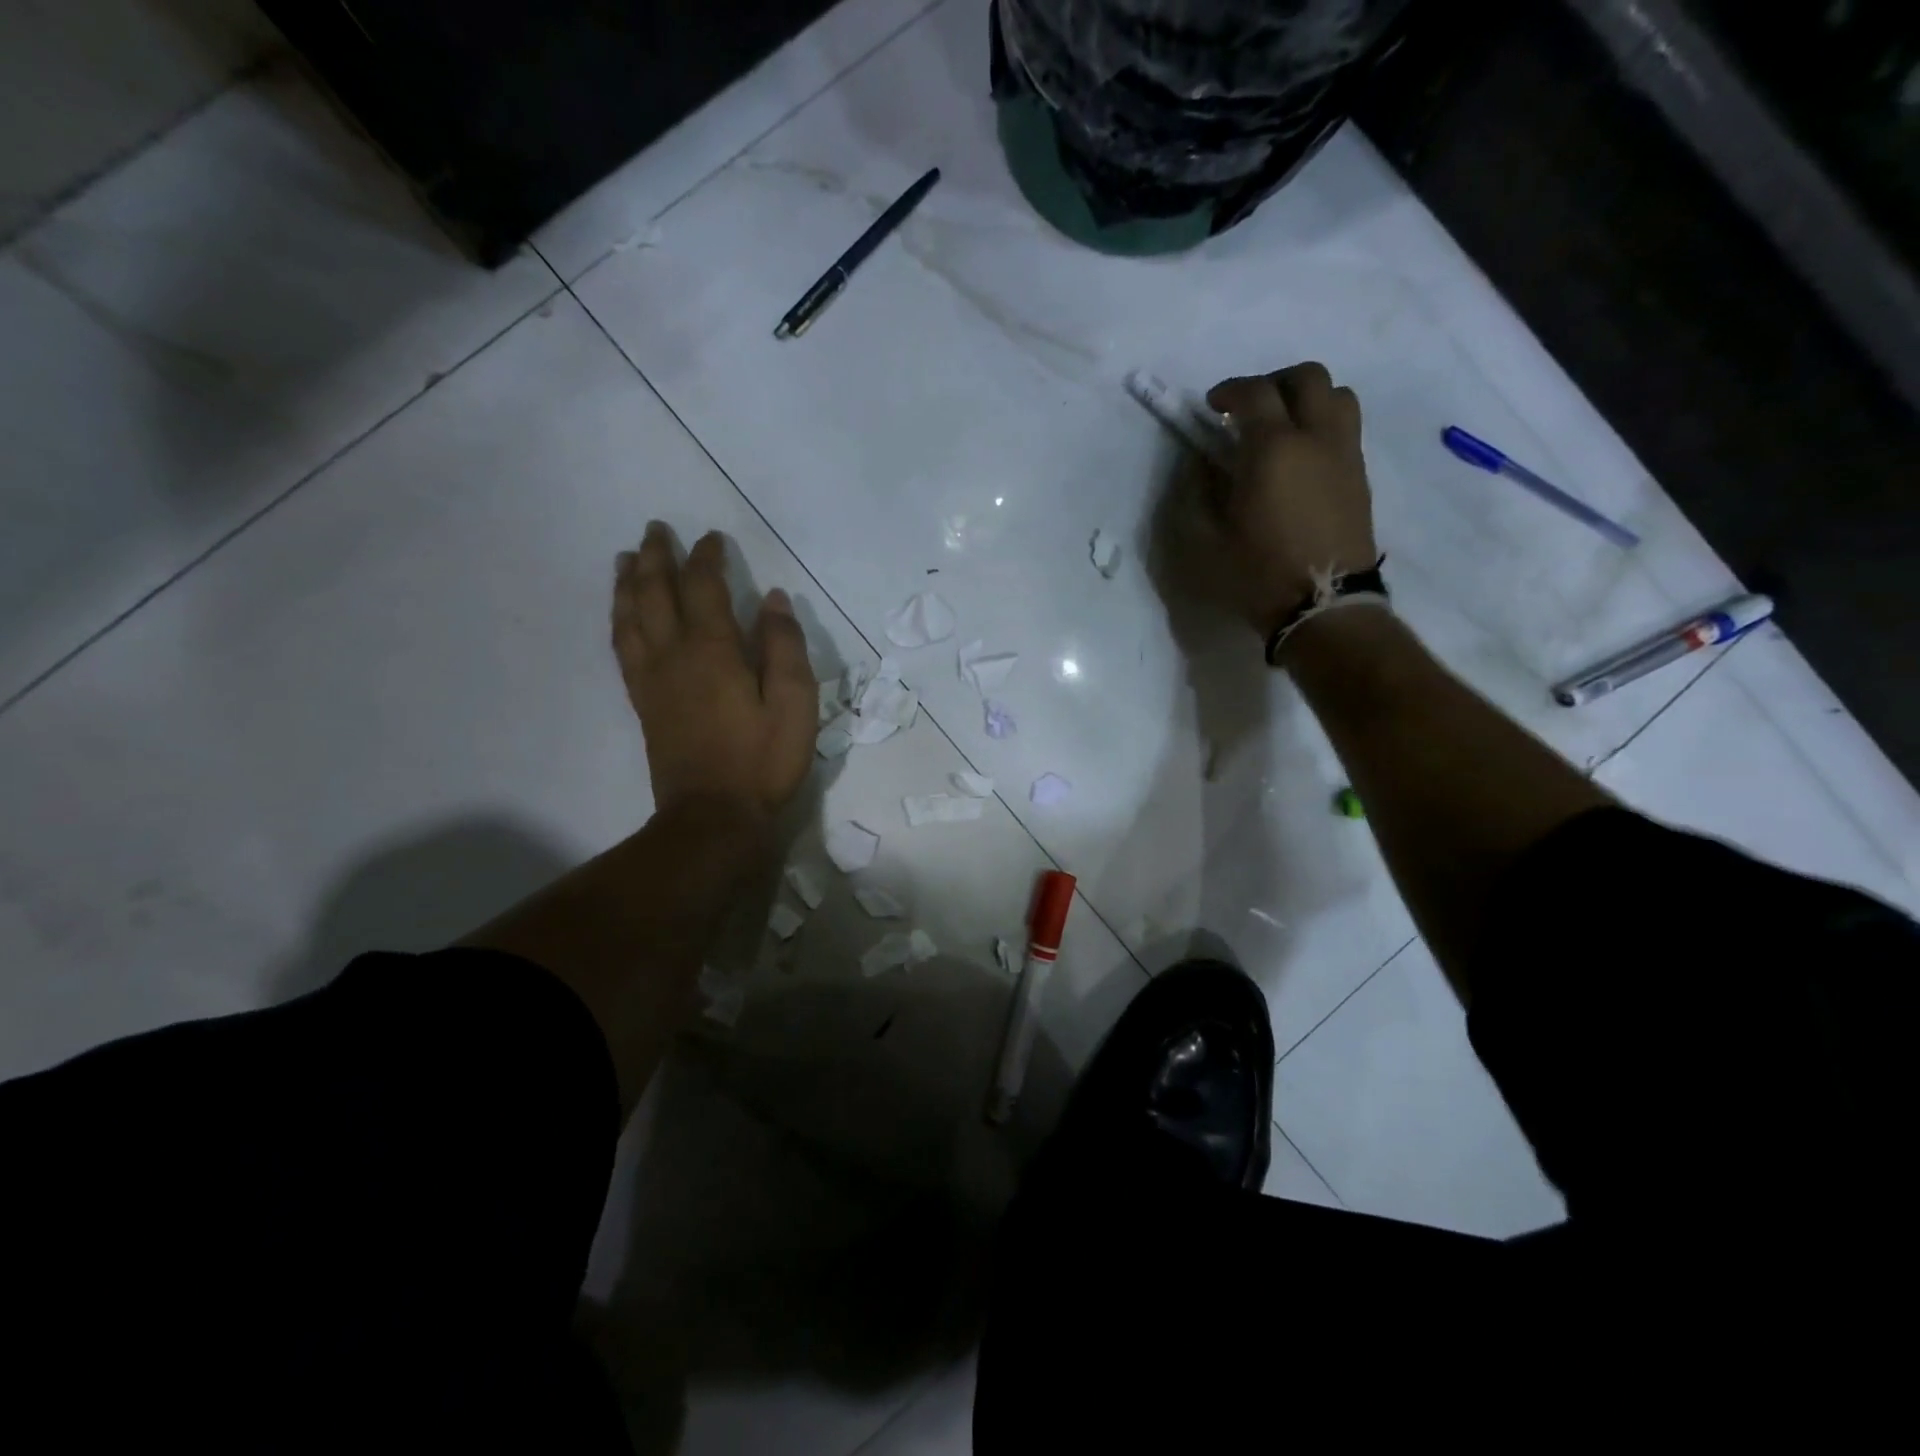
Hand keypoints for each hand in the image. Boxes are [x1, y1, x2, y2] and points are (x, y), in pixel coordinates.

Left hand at [613, 525, 817, 817]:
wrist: (713, 816)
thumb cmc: (762, 761)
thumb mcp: (795, 704)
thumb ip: (784, 648)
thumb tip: (772, 600)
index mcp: (714, 651)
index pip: (704, 588)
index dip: (707, 557)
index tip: (712, 537)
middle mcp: (674, 655)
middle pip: (657, 593)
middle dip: (657, 557)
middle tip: (656, 529)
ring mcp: (653, 680)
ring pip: (631, 617)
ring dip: (629, 583)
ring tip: (627, 559)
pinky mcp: (644, 703)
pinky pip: (623, 649)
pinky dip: (620, 621)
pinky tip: (622, 615)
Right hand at [1202, 362, 1378, 635]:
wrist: (1323, 605)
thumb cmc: (1257, 574)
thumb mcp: (1206, 539)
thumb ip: (1198, 492)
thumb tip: (1201, 462)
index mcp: (1272, 449)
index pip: (1254, 393)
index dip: (1229, 391)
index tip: (1211, 406)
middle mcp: (1315, 438)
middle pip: (1306, 377)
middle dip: (1273, 382)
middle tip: (1249, 408)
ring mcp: (1344, 454)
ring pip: (1337, 395)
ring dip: (1307, 397)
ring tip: (1282, 425)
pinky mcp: (1359, 475)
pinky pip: (1346, 427)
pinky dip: (1323, 423)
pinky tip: (1301, 456)